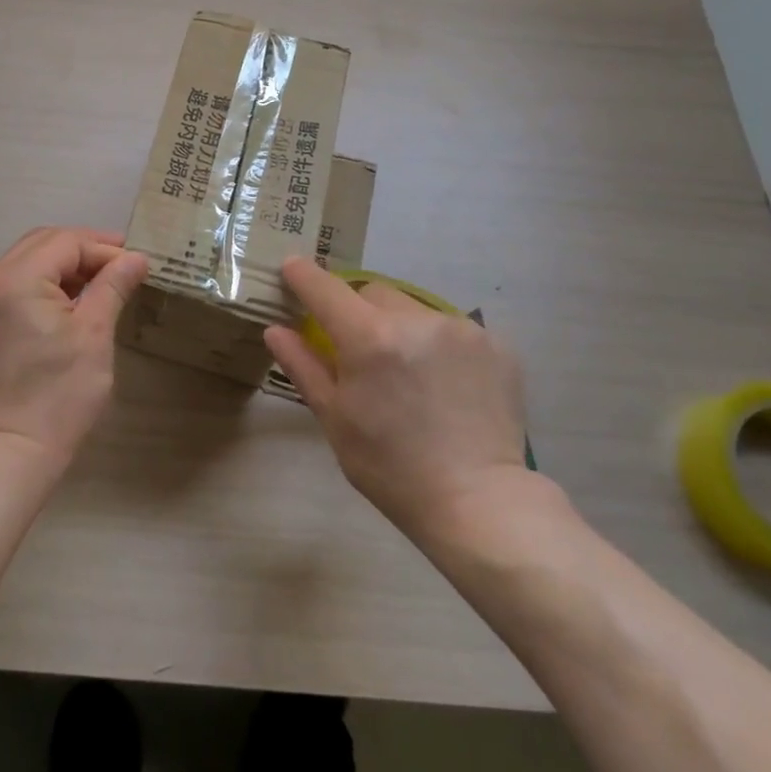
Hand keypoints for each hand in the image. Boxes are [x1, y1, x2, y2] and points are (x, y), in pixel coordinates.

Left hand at [0, 227, 148, 469]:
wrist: (13, 450)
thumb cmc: (60, 393)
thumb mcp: (94, 333)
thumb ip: (112, 286)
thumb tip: (137, 257)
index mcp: (15, 278)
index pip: (66, 242)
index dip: (104, 248)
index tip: (138, 263)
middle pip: (43, 242)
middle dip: (84, 249)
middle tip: (123, 265)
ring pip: (28, 260)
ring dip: (65, 265)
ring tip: (102, 282)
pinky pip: (15, 283)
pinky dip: (45, 283)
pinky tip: (72, 300)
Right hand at [265, 257, 532, 536]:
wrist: (478, 502)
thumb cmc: (391, 468)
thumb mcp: (335, 419)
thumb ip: (303, 366)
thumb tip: (275, 329)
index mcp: (369, 338)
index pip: (325, 288)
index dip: (303, 275)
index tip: (292, 269)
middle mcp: (415, 320)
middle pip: (372, 293)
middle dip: (358, 312)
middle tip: (362, 354)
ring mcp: (460, 328)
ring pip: (413, 308)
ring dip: (401, 327)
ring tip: (410, 375)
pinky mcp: (495, 343)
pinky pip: (451, 328)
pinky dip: (439, 345)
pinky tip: (446, 384)